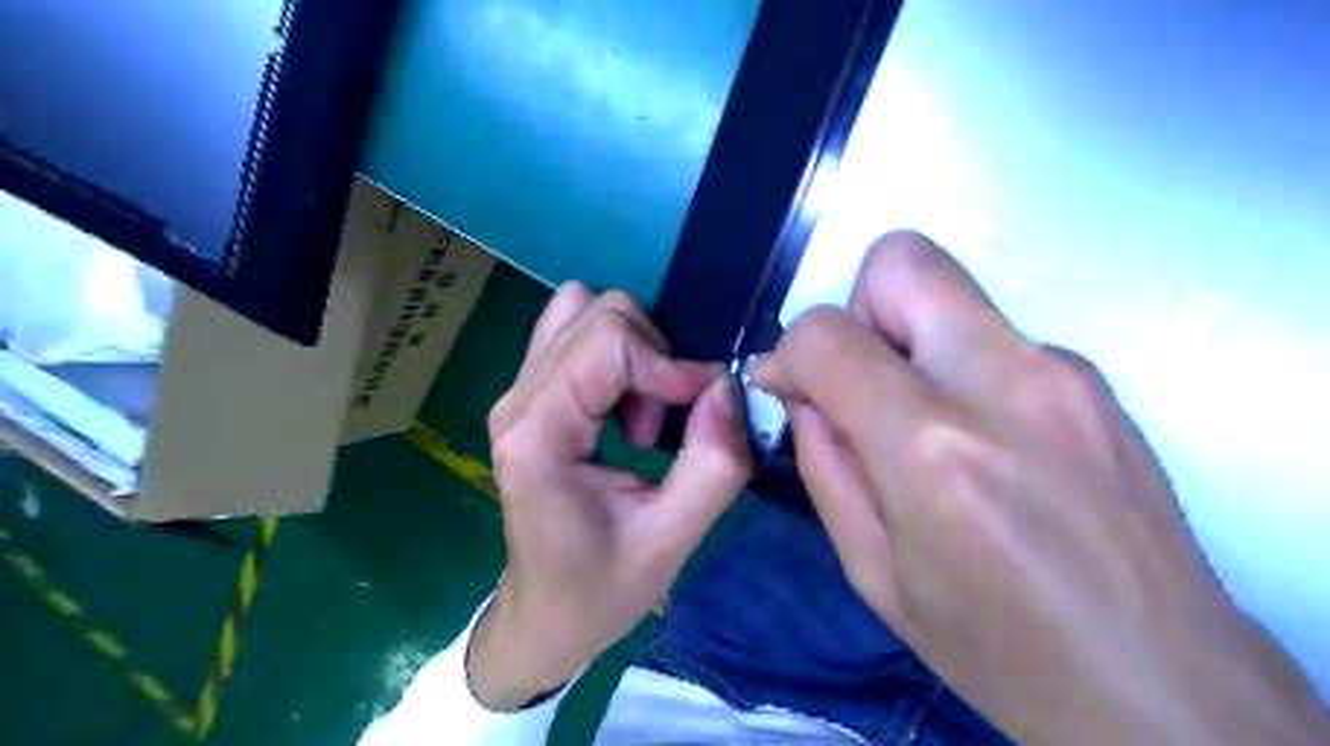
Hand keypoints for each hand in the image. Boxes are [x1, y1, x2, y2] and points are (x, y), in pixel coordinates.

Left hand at [470, 279, 750, 711]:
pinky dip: (617, 356)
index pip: (607, 342)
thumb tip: (728, 387)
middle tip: (662, 423)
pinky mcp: (531, 396)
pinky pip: (576, 335)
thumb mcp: (671, 540)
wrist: (544, 615)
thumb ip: (713, 464)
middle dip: (651, 356)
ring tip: (642, 414)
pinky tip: (624, 410)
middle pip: (596, 313)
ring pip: (582, 311)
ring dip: (633, 349)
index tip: (704, 406)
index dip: (669, 364)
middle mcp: (518, 399)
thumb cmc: (600, 590)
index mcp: (538, 434)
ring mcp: (517, 393)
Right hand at [752, 232, 1324, 745]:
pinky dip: (954, 366)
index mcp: (933, 448)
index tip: (784, 386)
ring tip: (914, 424)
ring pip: (948, 291)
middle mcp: (1003, 383)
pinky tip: (974, 441)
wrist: (1163, 689)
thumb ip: (823, 463)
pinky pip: (990, 335)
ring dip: (905, 340)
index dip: (787, 351)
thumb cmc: (997, 648)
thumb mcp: (872, 570)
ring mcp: (1062, 370)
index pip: (828, 335)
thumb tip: (800, 393)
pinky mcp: (1093, 378)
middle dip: (856, 311)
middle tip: (858, 384)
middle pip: (902, 262)